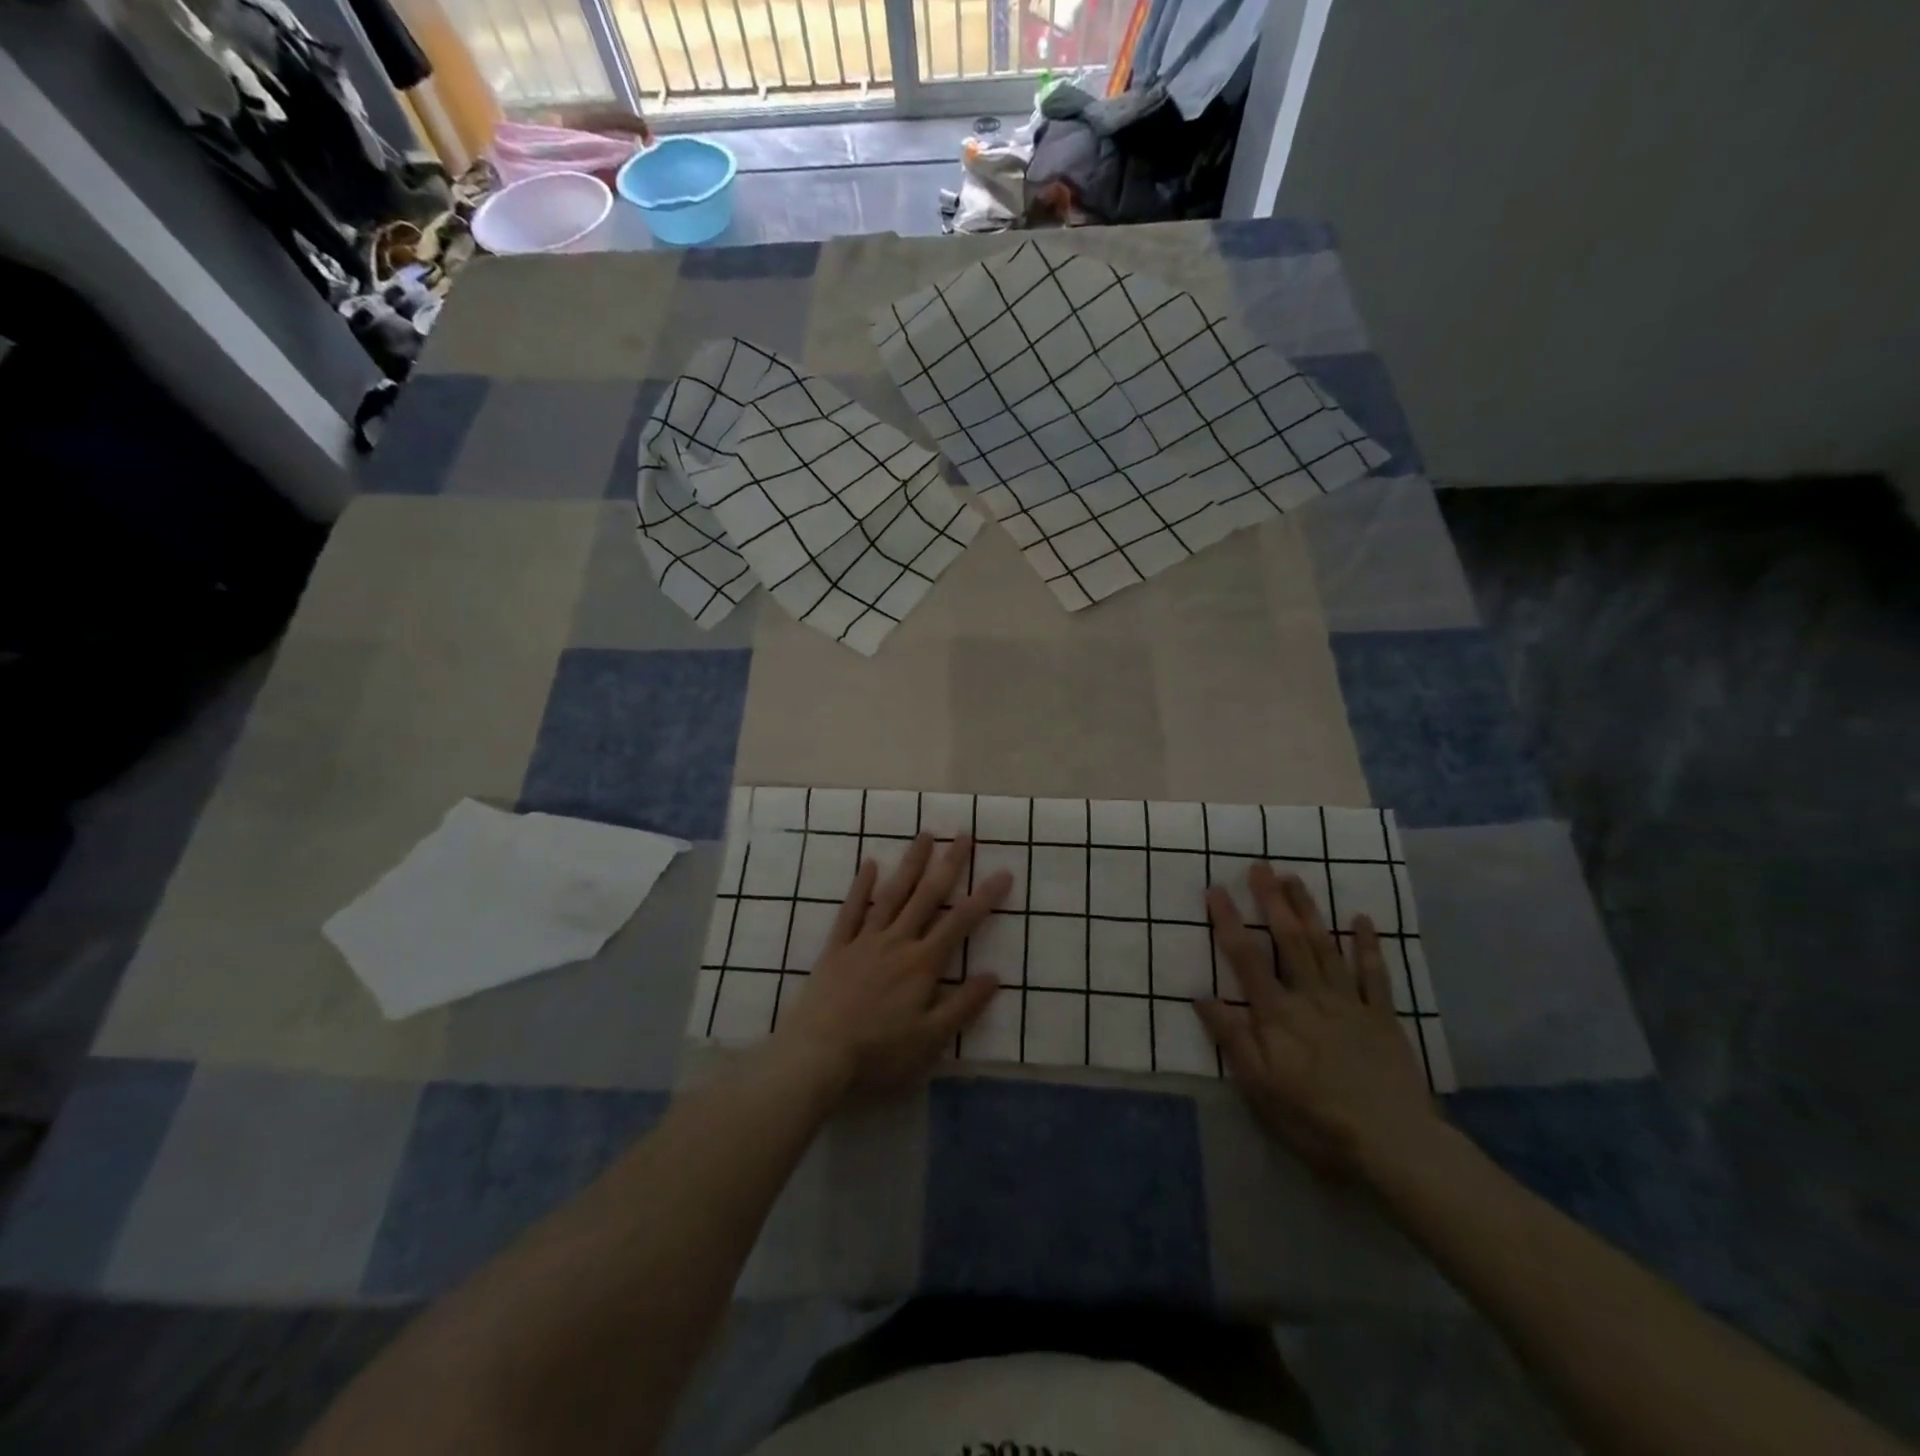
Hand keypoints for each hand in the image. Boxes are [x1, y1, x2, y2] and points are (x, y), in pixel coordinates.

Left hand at [769, 833, 1011, 1100]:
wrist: (816, 1055)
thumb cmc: (878, 1053)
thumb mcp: (930, 1040)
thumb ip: (962, 1006)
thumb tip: (993, 975)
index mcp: (922, 964)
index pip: (960, 923)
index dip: (984, 897)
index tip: (1003, 872)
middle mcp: (896, 942)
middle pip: (927, 896)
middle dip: (948, 864)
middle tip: (963, 834)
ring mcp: (864, 941)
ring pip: (892, 894)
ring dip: (910, 864)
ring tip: (924, 835)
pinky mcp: (836, 948)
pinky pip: (851, 910)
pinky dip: (862, 886)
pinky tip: (870, 863)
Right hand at [1195, 864, 1442, 1181]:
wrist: (1393, 1143)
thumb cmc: (1315, 1118)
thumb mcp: (1259, 1087)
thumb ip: (1232, 1038)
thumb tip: (1200, 996)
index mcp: (1278, 1014)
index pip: (1246, 958)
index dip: (1229, 921)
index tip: (1215, 889)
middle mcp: (1311, 996)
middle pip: (1288, 940)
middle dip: (1272, 901)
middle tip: (1260, 866)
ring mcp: (1349, 1003)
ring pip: (1325, 946)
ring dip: (1309, 910)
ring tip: (1295, 878)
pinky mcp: (1382, 1016)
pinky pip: (1375, 974)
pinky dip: (1368, 945)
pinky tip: (1362, 919)